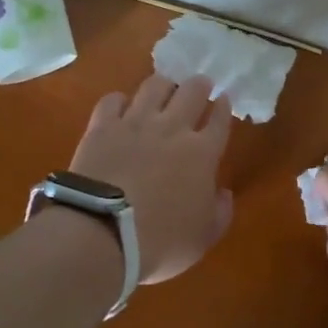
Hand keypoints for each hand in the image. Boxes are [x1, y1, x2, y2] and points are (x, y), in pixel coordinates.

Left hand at [70, 75, 233, 283]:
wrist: (103, 233)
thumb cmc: (160, 242)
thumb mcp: (203, 238)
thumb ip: (220, 213)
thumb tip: (224, 193)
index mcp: (202, 153)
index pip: (220, 120)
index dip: (224, 108)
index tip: (224, 100)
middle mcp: (172, 128)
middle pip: (192, 92)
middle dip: (200, 85)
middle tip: (201, 85)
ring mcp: (135, 122)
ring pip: (155, 86)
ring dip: (164, 85)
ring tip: (165, 88)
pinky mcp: (103, 126)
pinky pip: (113, 99)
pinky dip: (120, 100)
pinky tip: (121, 106)